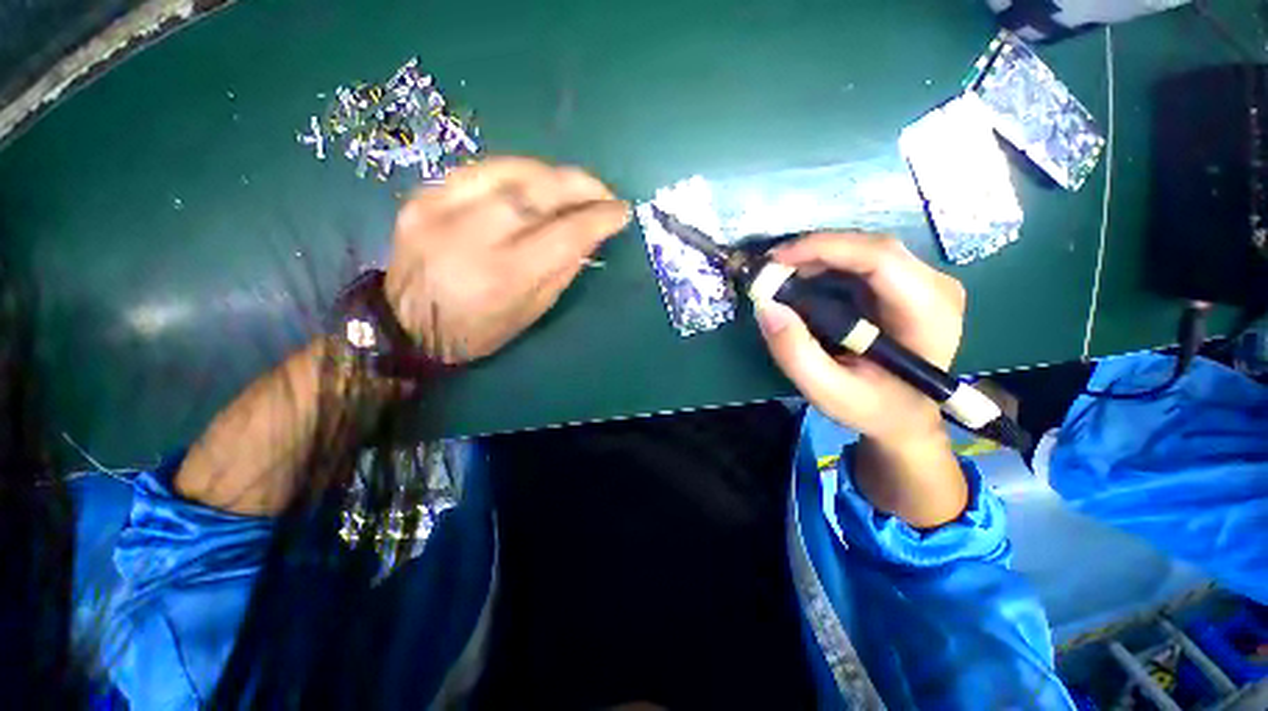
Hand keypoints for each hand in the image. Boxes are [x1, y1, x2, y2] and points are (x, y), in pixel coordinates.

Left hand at [385, 157, 630, 363]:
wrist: (403, 325)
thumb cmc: (476, 332)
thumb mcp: (530, 313)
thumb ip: (562, 270)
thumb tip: (591, 235)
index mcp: (502, 277)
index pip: (564, 234)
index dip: (598, 218)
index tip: (621, 211)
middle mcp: (470, 236)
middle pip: (536, 191)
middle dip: (579, 184)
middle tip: (603, 191)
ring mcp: (439, 208)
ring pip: (508, 169)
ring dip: (550, 173)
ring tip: (572, 185)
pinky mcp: (421, 195)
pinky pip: (479, 170)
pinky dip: (515, 172)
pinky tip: (532, 182)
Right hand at [755, 233, 965, 444]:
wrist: (904, 416)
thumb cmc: (871, 407)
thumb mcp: (827, 391)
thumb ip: (795, 353)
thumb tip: (766, 306)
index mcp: (928, 314)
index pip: (880, 258)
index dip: (825, 248)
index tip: (777, 260)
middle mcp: (936, 287)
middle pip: (872, 247)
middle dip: (816, 250)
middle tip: (772, 268)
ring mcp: (925, 282)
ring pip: (866, 249)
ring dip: (819, 256)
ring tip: (782, 274)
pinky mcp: (908, 284)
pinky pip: (863, 260)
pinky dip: (827, 264)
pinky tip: (804, 278)